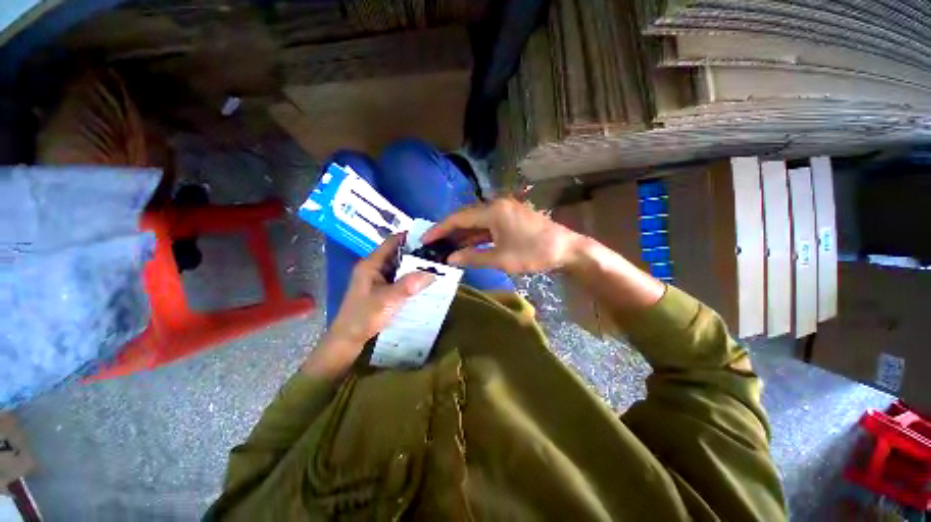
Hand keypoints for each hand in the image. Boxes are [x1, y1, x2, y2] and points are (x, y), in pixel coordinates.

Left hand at [302, 233, 433, 376]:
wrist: (348, 339)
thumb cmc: (364, 316)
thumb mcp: (388, 300)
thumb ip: (409, 285)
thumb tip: (432, 272)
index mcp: (371, 264)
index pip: (392, 242)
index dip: (410, 238)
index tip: (431, 239)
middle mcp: (374, 267)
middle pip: (398, 253)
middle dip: (417, 253)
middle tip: (438, 254)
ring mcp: (377, 278)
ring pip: (400, 266)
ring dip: (415, 266)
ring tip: (436, 266)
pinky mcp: (381, 288)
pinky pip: (399, 277)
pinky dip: (411, 277)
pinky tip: (424, 281)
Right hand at [421, 198, 583, 273]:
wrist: (567, 249)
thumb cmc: (533, 253)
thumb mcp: (501, 259)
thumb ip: (473, 257)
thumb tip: (451, 258)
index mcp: (493, 211)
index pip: (458, 218)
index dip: (440, 229)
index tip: (425, 239)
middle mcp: (496, 206)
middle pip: (466, 217)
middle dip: (449, 231)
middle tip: (434, 245)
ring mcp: (505, 211)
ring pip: (477, 221)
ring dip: (463, 234)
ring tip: (447, 247)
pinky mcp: (511, 218)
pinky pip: (488, 225)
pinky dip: (477, 235)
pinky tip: (468, 245)